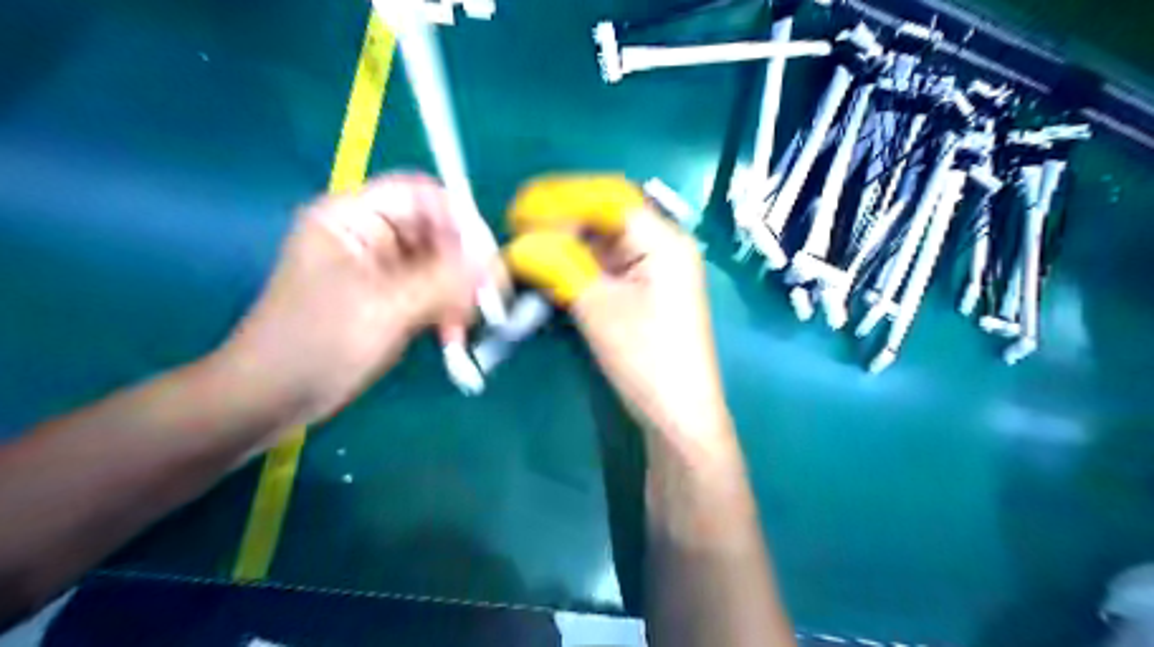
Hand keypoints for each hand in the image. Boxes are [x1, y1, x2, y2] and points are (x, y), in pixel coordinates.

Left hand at [216, 171, 476, 427]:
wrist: (273, 397)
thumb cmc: (317, 343)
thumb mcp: (385, 308)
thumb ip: (443, 281)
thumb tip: (491, 262)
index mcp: (352, 218)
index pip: (419, 195)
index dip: (457, 217)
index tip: (486, 255)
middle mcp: (369, 235)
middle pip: (435, 230)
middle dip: (463, 264)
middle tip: (484, 299)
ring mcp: (381, 268)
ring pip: (439, 264)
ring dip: (458, 292)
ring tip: (462, 326)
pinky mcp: (390, 297)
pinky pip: (432, 291)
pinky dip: (447, 310)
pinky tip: (451, 336)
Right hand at [502, 174, 729, 461]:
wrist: (677, 414)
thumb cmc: (646, 359)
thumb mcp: (598, 307)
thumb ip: (558, 266)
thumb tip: (518, 242)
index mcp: (664, 240)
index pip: (609, 198)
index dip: (562, 198)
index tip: (519, 209)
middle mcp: (663, 245)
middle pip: (607, 215)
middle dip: (561, 218)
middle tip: (518, 228)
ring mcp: (654, 268)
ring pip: (603, 240)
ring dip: (566, 241)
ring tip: (526, 247)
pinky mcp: (644, 290)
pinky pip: (606, 264)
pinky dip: (577, 263)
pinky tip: (550, 266)